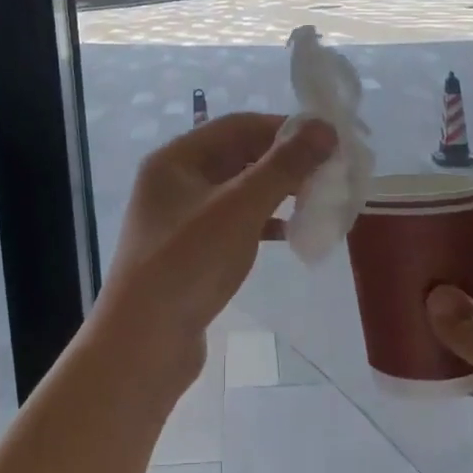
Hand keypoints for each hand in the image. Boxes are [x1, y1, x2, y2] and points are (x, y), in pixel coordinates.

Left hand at [95, 113, 335, 392]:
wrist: (142, 346)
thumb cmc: (188, 264)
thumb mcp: (240, 208)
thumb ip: (283, 166)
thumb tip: (325, 127)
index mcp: (175, 159)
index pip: (237, 126)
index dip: (284, 128)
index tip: (328, 140)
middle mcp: (174, 181)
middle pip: (238, 156)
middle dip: (284, 162)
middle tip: (330, 172)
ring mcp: (180, 218)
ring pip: (238, 191)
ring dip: (277, 192)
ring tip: (319, 200)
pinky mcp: (190, 251)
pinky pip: (234, 223)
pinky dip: (264, 223)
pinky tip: (293, 234)